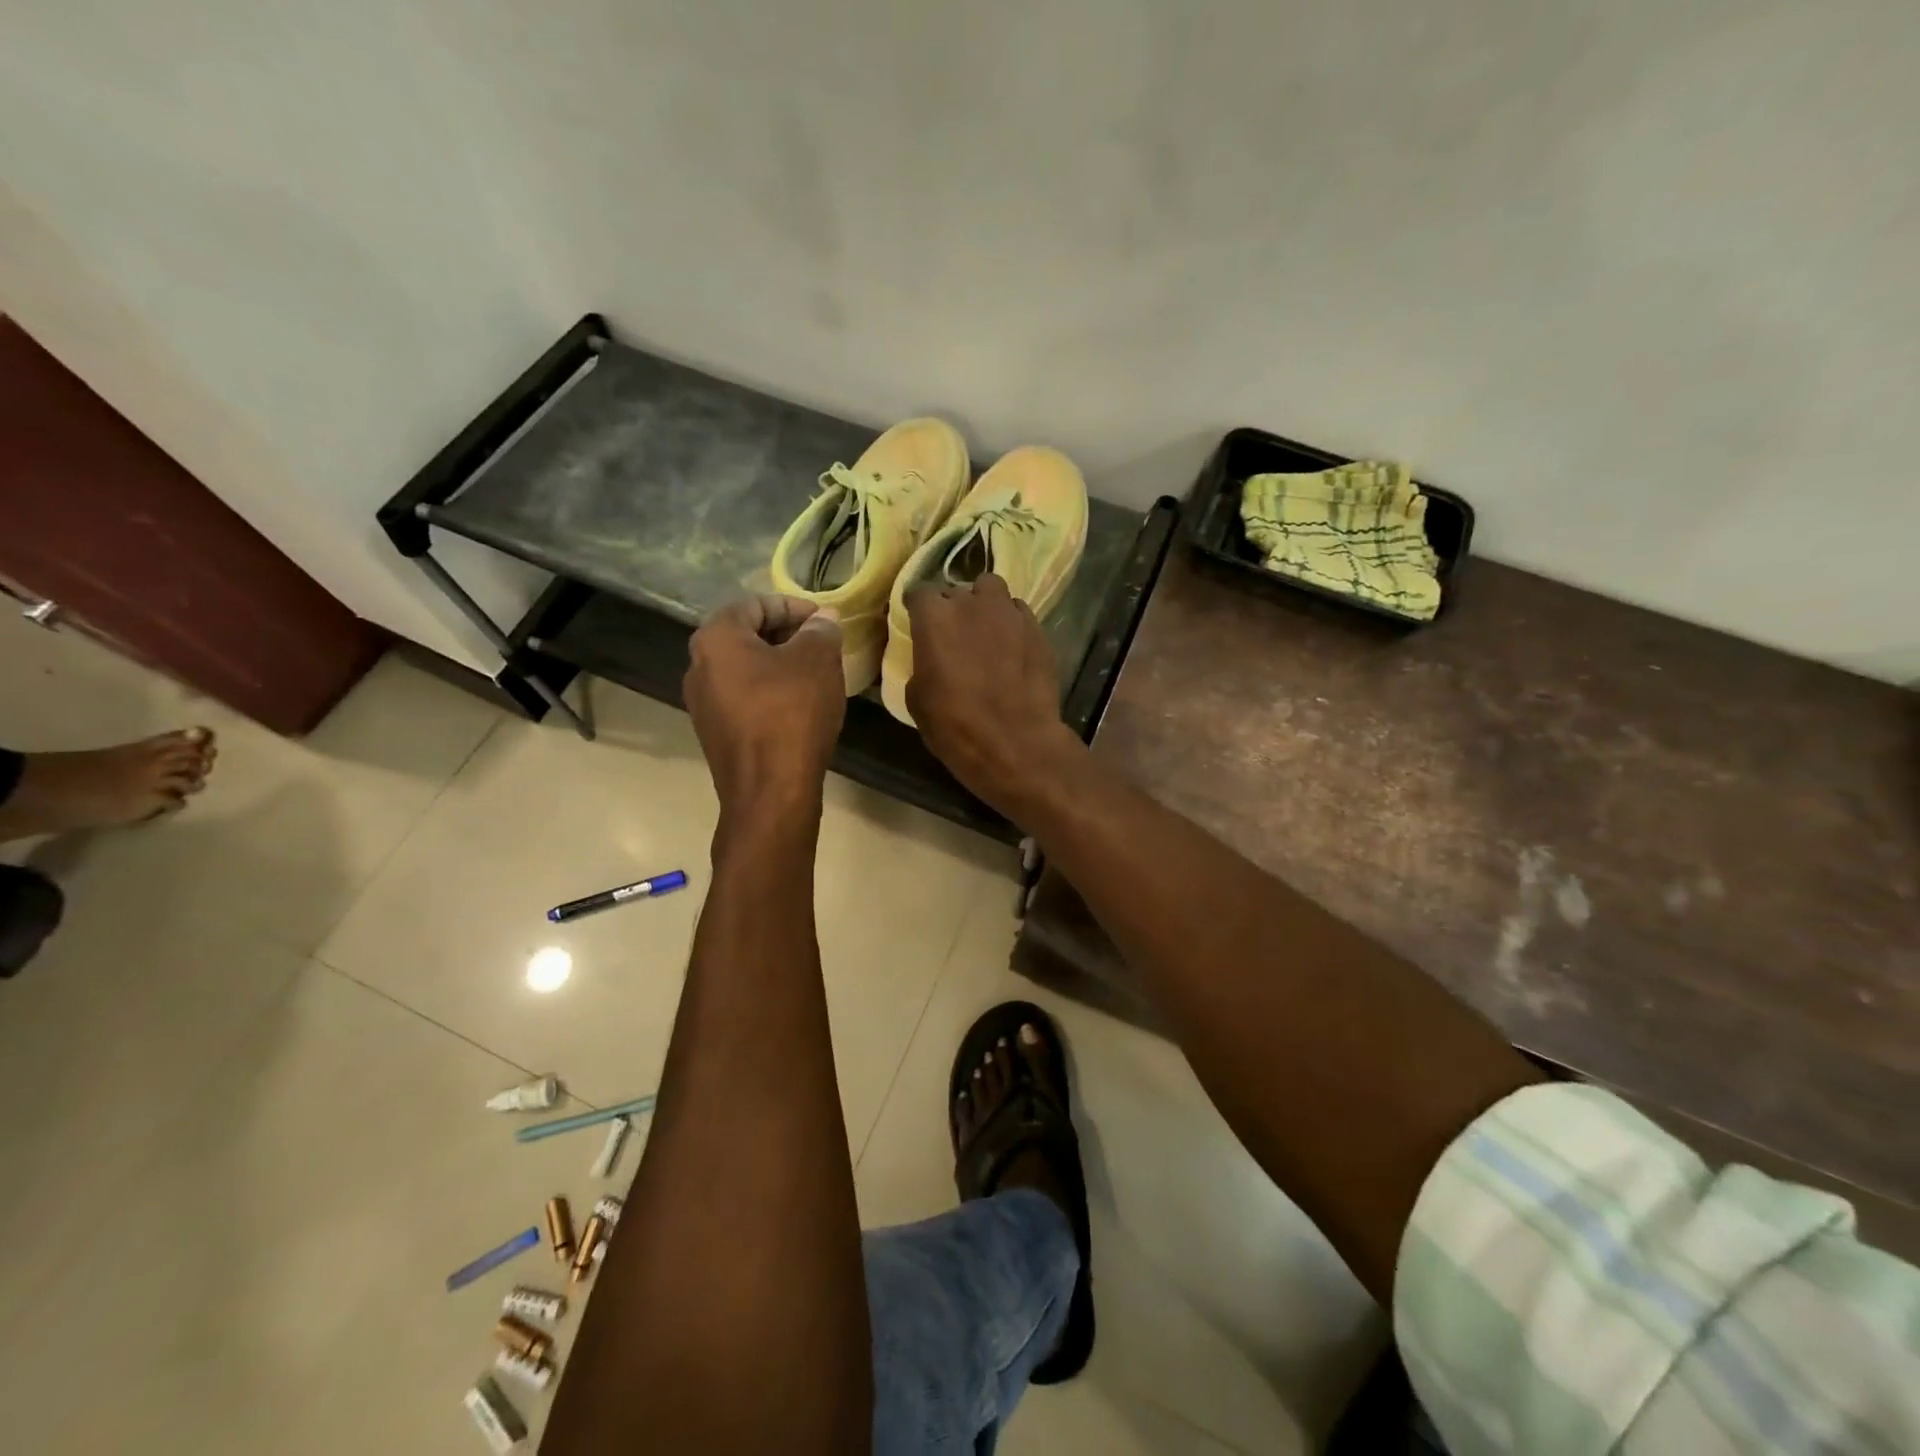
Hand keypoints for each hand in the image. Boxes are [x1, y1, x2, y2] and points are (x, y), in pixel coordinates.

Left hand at [684, 595, 845, 813]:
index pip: (754, 604)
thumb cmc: (791, 713)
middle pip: (745, 635)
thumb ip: (820, 631)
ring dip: (778, 664)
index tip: (824, 619)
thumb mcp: (817, 661)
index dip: (793, 606)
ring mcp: (702, 704)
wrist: (770, 791)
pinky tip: (798, 705)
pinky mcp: (715, 733)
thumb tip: (823, 620)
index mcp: (716, 639)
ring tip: (815, 673)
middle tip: (821, 643)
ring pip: (745, 669)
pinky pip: (744, 698)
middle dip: (785, 634)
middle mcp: (698, 666)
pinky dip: (769, 692)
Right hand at [904, 574, 1085, 817]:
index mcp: (934, 618)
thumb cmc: (955, 726)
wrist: (1016, 742)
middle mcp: (971, 603)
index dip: (918, 608)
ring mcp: (1008, 612)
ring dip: (984, 604)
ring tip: (985, 629)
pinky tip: (1012, 646)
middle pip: (956, 591)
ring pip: (991, 590)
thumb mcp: (917, 700)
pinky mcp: (1036, 628)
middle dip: (952, 608)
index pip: (919, 593)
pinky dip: (1011, 622)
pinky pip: (1018, 612)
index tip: (918, 623)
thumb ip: (921, 666)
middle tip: (954, 635)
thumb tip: (930, 661)